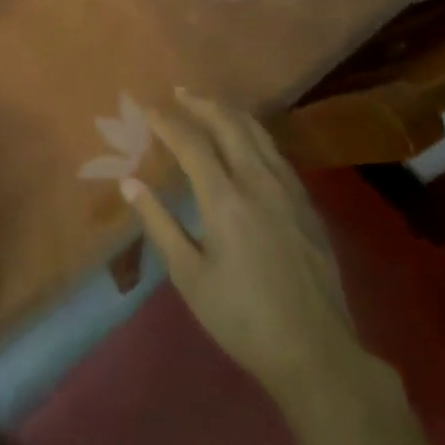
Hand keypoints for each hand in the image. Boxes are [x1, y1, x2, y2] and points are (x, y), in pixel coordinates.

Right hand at [122, 89, 365, 402]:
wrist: (315, 351)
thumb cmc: (242, 318)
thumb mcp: (189, 276)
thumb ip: (159, 224)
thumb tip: (130, 184)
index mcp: (225, 200)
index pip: (192, 144)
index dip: (168, 123)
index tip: (149, 110)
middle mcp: (259, 182)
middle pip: (229, 125)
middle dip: (202, 104)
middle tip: (179, 93)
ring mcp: (289, 190)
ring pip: (259, 134)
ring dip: (230, 113)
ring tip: (209, 106)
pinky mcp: (307, 204)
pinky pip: (276, 152)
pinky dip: (254, 134)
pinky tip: (247, 141)